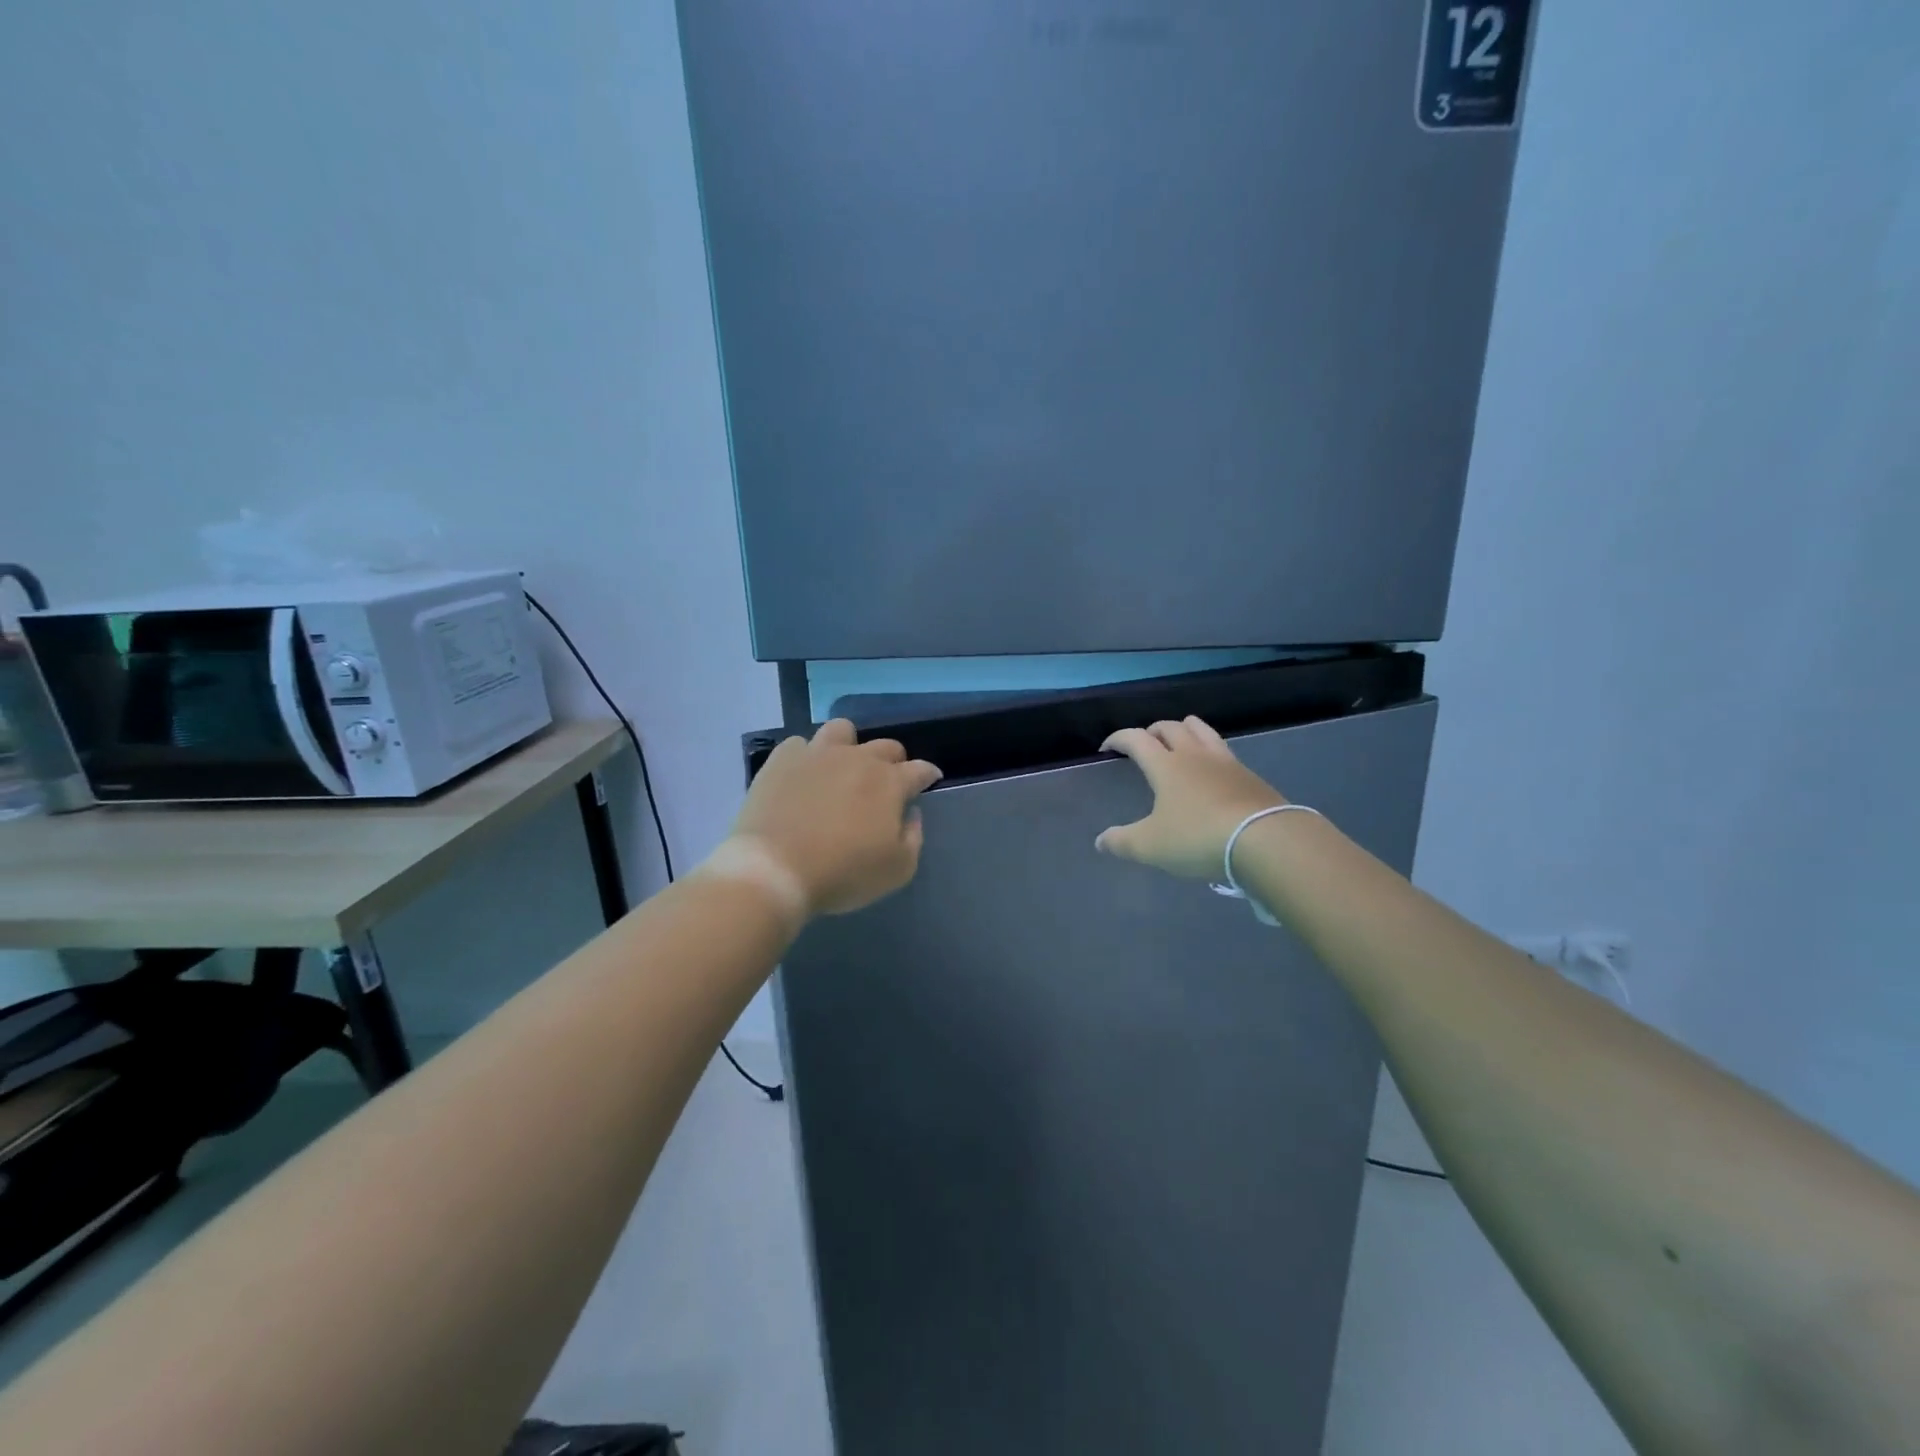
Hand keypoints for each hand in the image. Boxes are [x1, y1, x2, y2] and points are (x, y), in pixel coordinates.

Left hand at [726, 719, 942, 917]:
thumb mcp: (897, 869)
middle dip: (893, 761)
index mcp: (890, 782)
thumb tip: (911, 813)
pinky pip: (800, 744)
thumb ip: (914, 837)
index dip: (928, 775)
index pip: (920, 769)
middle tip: (885, 783)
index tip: (929, 780)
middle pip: (886, 746)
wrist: (775, 869)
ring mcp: (818, 753)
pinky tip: (803, 776)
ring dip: (849, 745)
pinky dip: (806, 756)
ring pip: (842, 729)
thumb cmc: (843, 873)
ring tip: (841, 767)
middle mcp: (858, 758)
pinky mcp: (782, 759)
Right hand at [1096, 717, 1285, 878]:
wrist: (1265, 840)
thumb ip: (1122, 842)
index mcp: (1166, 765)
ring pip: (1202, 730)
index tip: (1107, 748)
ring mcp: (1225, 762)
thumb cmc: (1198, 838)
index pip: (1136, 739)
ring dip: (1185, 729)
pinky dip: (1210, 750)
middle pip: (1171, 727)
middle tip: (1144, 743)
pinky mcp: (1249, 775)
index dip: (1118, 739)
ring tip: (1179, 740)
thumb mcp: (1151, 846)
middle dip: (1153, 730)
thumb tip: (1100, 841)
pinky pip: (1224, 750)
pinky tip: (1211, 769)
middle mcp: (1194, 755)